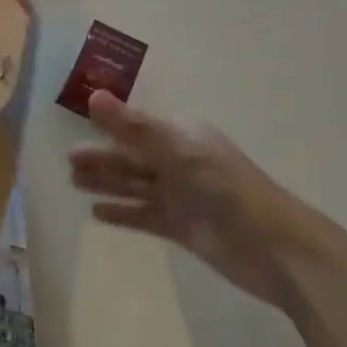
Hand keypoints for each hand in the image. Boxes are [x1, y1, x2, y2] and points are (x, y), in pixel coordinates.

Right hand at [67, 92, 346, 310]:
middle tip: (68, 162)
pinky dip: (123, 213)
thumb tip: (93, 96)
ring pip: (135, 185)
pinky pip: (144, 215)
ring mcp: (182, 197)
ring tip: (74, 183)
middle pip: (133, 157)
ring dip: (106, 183)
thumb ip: (133, 128)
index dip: (109, 126)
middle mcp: (180, 163)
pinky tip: (97, 214)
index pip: (138, 127)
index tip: (77, 126)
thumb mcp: (179, 152)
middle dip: (102, 158)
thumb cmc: (228, 190)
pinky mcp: (183, 228)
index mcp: (183, 138)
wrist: (277, 250)